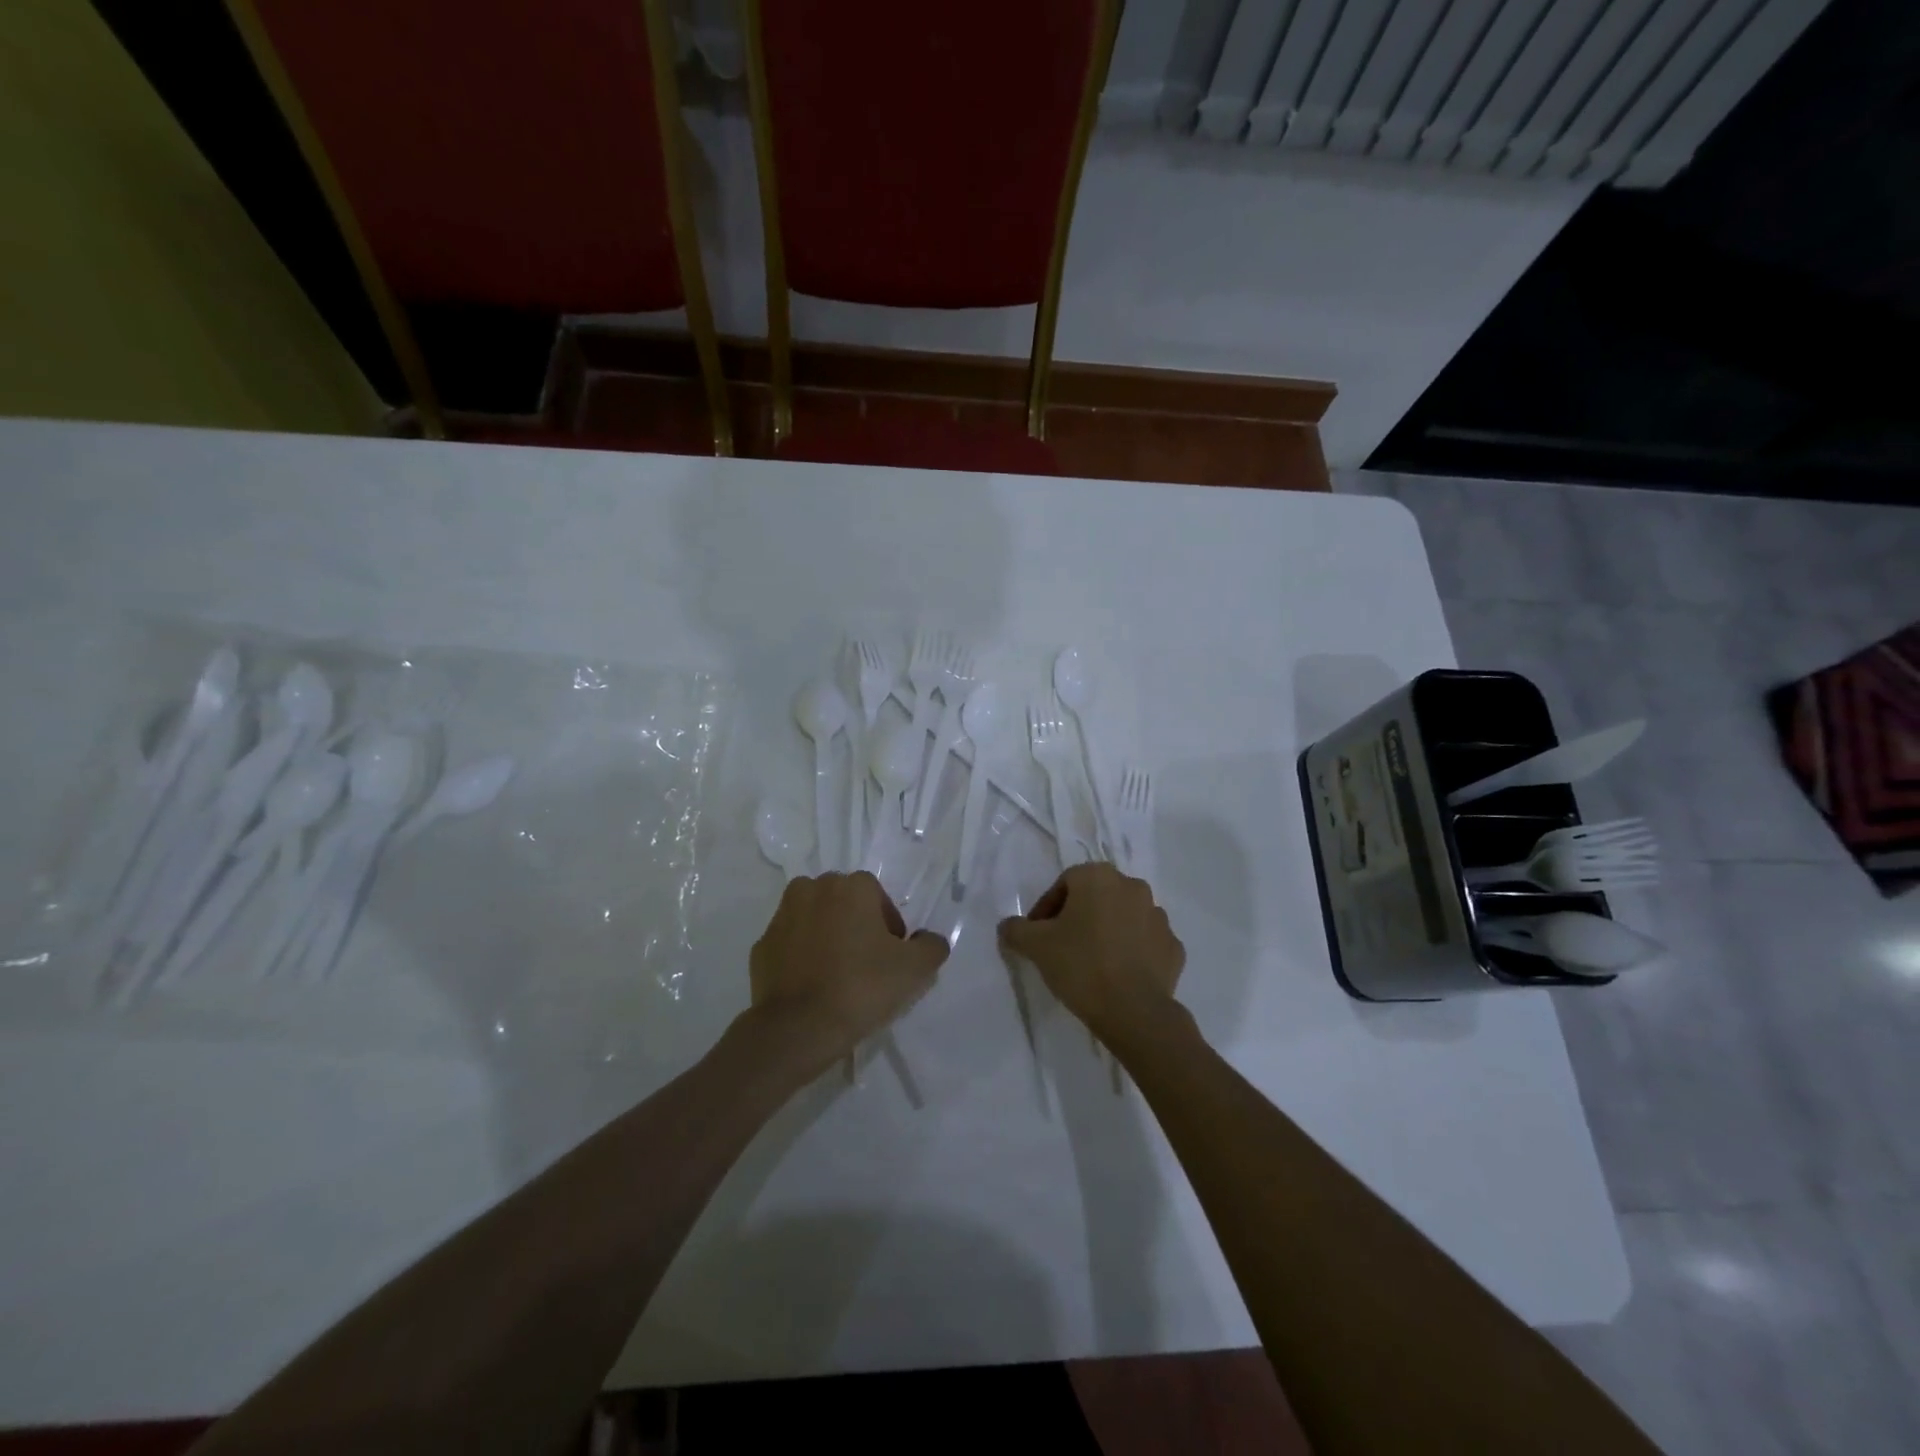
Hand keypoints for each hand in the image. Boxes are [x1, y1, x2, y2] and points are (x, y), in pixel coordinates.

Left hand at [748, 872, 949, 1077]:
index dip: (889, 927)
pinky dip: (802, 957)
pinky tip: (813, 986)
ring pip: (814, 919)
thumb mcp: (914, 969)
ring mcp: (781, 917)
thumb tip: (928, 939)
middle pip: (844, 903)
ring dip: (827, 936)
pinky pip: (791, 945)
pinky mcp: (761, 946)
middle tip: (867, 965)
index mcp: (850, 886)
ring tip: (838, 975)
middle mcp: (812, 889)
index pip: (878, 897)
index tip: (891, 957)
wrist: (797, 1028)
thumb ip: (931, 946)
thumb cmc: (861, 988)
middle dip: (856, 926)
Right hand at [998, 862, 1185, 1049]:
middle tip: (1061, 947)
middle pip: (1096, 897)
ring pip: (1123, 918)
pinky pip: (1146, 942)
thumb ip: (1016, 929)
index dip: (1046, 909)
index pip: (1064, 884)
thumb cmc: (1081, 965)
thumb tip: (1008, 926)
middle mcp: (1133, 887)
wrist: (1134, 1012)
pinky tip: (1118, 974)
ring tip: (1091, 963)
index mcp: (1099, 877)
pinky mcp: (1174, 947)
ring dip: (1107, 932)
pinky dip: (1132, 952)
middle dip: (1078, 917)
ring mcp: (1159, 917)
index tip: (1037, 936)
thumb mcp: (1036, 946)